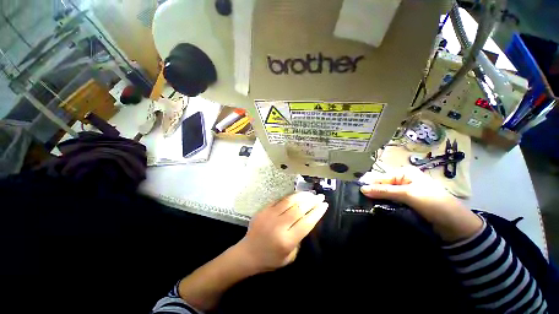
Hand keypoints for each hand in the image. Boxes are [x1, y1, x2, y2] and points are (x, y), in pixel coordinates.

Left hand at [234, 192, 327, 272]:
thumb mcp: (290, 256)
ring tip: (310, 193)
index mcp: (287, 240)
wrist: (248, 253)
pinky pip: (279, 200)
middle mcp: (279, 226)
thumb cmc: (270, 259)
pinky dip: (290, 196)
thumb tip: (305, 220)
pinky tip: (297, 195)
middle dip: (312, 201)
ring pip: (289, 201)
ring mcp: (270, 215)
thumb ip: (299, 239)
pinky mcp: (263, 210)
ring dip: (302, 196)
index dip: (317, 212)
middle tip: (319, 196)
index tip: (324, 205)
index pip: (306, 223)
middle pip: (299, 209)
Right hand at [360, 167, 481, 241]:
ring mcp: (404, 193)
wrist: (456, 225)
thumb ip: (384, 191)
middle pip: (381, 185)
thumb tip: (362, 189)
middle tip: (359, 201)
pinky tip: (374, 209)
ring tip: (363, 206)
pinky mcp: (405, 204)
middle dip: (371, 192)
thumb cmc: (434, 203)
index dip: (369, 184)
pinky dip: (382, 205)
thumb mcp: (408, 194)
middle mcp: (402, 181)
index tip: (356, 193)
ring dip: (376, 200)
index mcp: (404, 173)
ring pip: (384, 195)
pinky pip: (390, 202)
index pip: (380, 177)